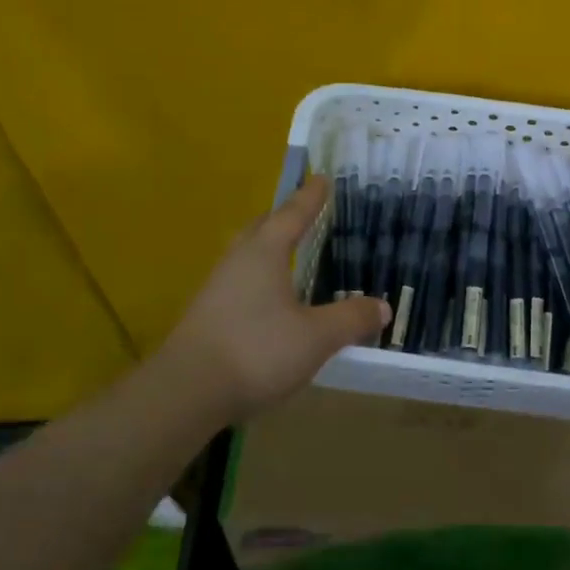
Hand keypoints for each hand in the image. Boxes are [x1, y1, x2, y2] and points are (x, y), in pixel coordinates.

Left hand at [158, 176, 388, 420]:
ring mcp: (217, 288)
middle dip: (284, 219)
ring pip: (247, 256)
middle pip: (261, 229)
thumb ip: (351, 319)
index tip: (322, 178)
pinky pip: (239, 282)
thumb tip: (382, 306)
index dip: (310, 198)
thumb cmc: (257, 351)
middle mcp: (237, 262)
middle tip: (304, 213)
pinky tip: (269, 300)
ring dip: (268, 249)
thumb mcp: (317, 337)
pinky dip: (259, 279)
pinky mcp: (207, 315)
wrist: (187, 392)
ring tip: (288, 254)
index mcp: (264, 253)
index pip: (292, 215)